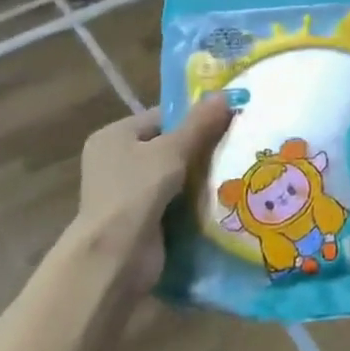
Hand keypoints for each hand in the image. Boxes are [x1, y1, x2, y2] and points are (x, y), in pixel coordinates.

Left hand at [75, 96, 233, 273]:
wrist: (116, 256)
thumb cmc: (136, 191)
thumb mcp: (172, 150)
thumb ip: (200, 123)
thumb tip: (226, 93)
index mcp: (114, 137)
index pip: (161, 117)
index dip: (193, 118)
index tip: (226, 120)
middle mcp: (115, 162)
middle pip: (168, 146)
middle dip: (200, 148)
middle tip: (235, 144)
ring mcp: (126, 193)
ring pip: (173, 175)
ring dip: (199, 176)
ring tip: (235, 168)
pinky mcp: (140, 219)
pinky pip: (173, 201)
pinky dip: (193, 200)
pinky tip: (221, 196)